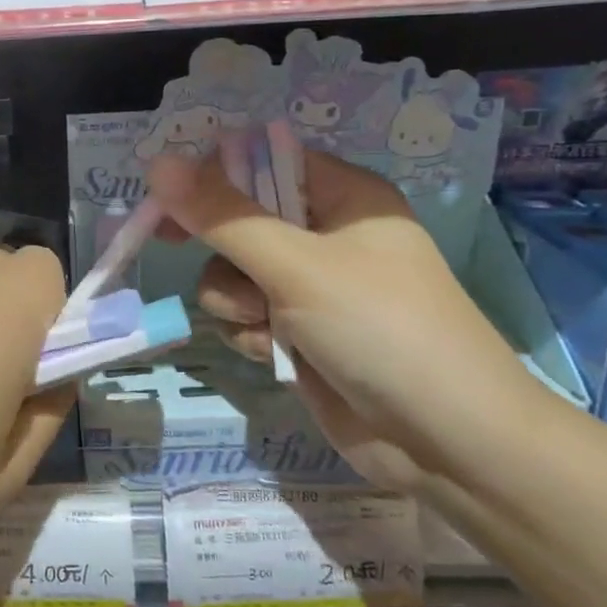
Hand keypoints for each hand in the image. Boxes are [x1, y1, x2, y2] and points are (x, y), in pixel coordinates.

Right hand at [147, 147, 519, 488]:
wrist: (448, 443)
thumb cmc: (380, 328)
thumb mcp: (296, 266)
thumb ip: (223, 217)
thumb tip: (159, 163)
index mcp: (343, 196)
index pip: (263, 163)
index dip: (213, 175)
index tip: (168, 196)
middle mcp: (326, 235)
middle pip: (241, 219)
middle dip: (219, 245)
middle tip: (168, 241)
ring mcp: (313, 288)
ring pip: (234, 273)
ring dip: (234, 299)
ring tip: (262, 323)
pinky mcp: (302, 334)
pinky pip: (247, 315)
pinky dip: (250, 333)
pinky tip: (274, 355)